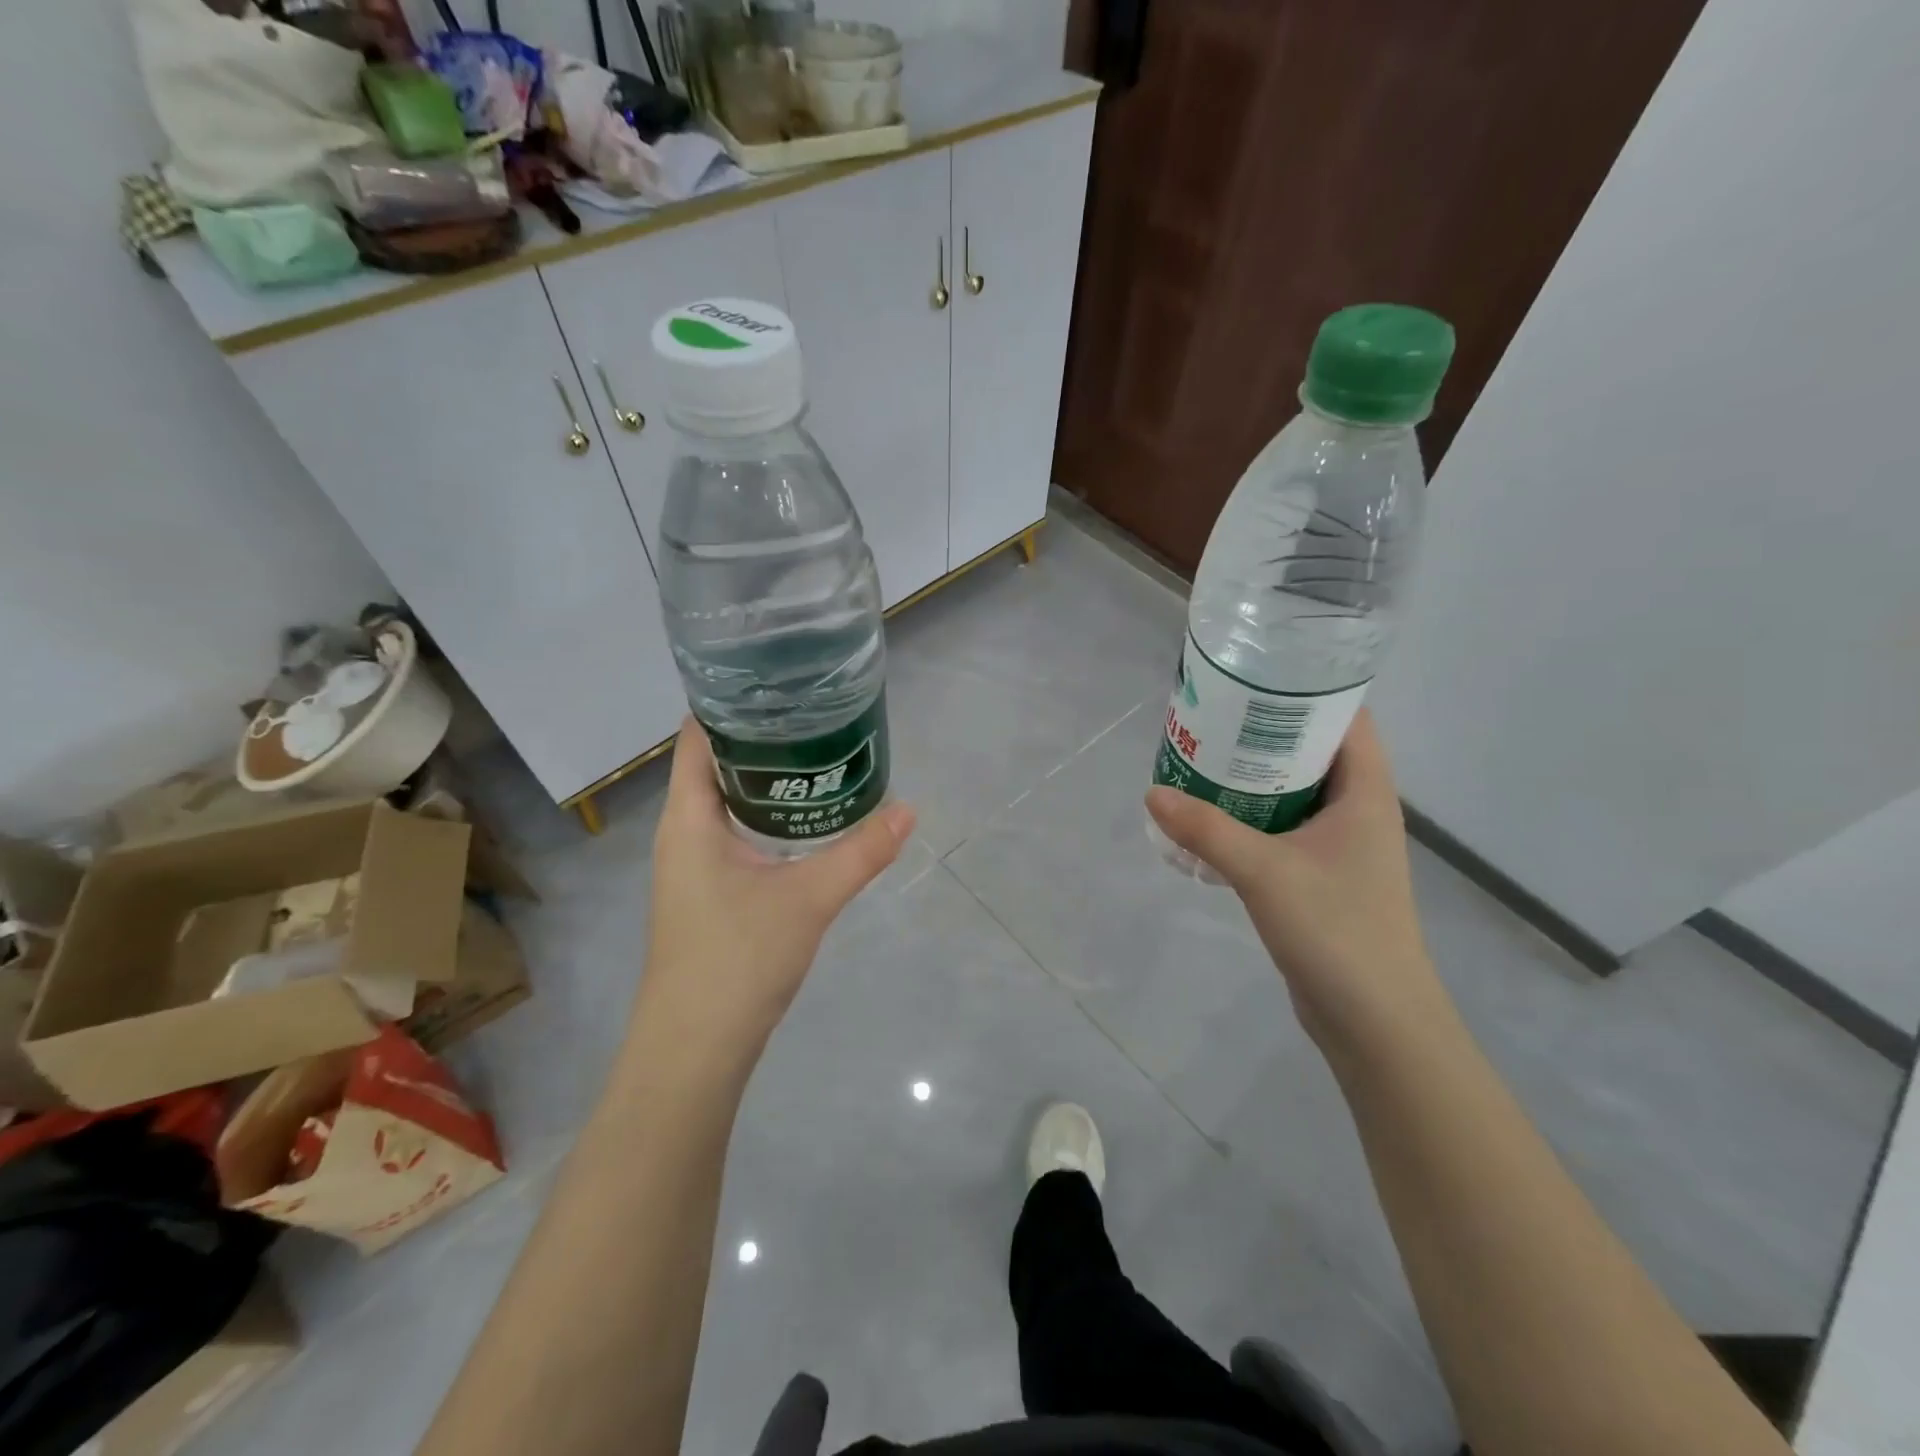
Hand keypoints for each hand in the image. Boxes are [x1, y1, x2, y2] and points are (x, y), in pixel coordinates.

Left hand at [636, 719, 915, 1063]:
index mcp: (689, 818)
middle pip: (716, 763)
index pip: (697, 737)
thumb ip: (861, 851)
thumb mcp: (809, 898)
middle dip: (761, 736)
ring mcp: (693, 864)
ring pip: (727, 801)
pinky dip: (767, 813)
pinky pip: (736, 832)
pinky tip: (806, 817)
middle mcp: (684, 832)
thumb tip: (909, 809)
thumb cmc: (737, 958)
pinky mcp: (709, 891)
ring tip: (818, 751)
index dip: (730, 703)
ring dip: (766, 777)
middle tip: (815, 711)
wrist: (697, 1047)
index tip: (778, 681)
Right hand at [1145, 711, 1446, 1051]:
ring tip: (1204, 760)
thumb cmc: (1337, 931)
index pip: (1347, 719)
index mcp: (1366, 793)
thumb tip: (1152, 793)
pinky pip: (1286, 829)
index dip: (1308, 692)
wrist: (1375, 1021)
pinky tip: (1214, 820)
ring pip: (1297, 792)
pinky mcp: (1324, 877)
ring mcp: (1343, 847)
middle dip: (1267, 732)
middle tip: (1213, 717)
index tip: (1255, 678)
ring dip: (1256, 777)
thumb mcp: (1264, 872)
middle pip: (1315, 751)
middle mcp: (1359, 811)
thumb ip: (1206, 830)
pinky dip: (1254, 816)